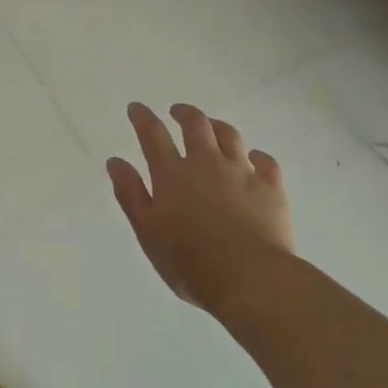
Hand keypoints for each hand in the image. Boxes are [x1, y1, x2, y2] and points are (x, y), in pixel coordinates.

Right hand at [107, 102, 294, 314]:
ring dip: (217, 126)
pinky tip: (253, 159)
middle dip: (184, 113)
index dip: (143, 118)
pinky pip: (265, 162)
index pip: (153, 135)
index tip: (136, 108)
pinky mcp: (271, 189)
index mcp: (173, 175)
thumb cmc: (191, 263)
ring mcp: (242, 173)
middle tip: (177, 112)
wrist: (252, 280)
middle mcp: (207, 164)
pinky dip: (256, 156)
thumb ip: (131, 195)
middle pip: (195, 125)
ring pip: (230, 136)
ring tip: (212, 127)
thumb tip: (116, 161)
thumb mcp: (148, 233)